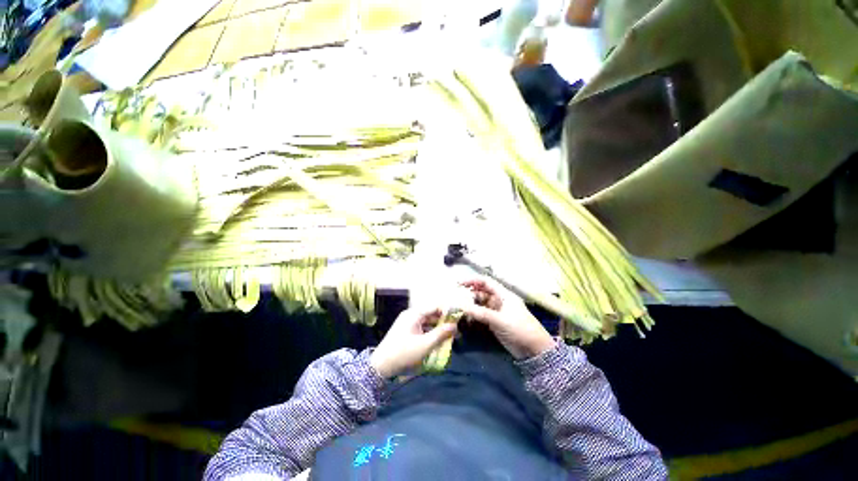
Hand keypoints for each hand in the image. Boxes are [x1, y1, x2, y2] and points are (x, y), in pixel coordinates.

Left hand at [370, 307, 457, 377]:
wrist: (381, 367)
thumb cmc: (403, 353)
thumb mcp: (425, 345)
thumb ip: (441, 334)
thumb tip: (455, 326)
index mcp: (414, 314)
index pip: (435, 307)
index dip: (448, 311)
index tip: (459, 318)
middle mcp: (411, 315)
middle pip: (431, 314)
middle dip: (444, 321)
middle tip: (457, 330)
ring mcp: (408, 323)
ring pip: (427, 322)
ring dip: (438, 328)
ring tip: (450, 337)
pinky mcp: (407, 331)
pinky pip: (422, 328)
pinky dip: (431, 333)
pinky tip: (438, 341)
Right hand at [461, 278, 555, 359]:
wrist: (534, 350)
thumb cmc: (519, 329)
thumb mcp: (499, 320)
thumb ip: (480, 313)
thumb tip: (461, 306)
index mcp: (503, 294)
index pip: (486, 282)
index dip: (472, 280)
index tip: (459, 284)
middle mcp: (499, 300)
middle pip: (482, 292)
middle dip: (469, 293)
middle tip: (456, 297)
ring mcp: (497, 311)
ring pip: (481, 304)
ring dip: (471, 305)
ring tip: (459, 308)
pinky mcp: (495, 322)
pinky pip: (482, 314)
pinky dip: (474, 315)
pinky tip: (466, 318)